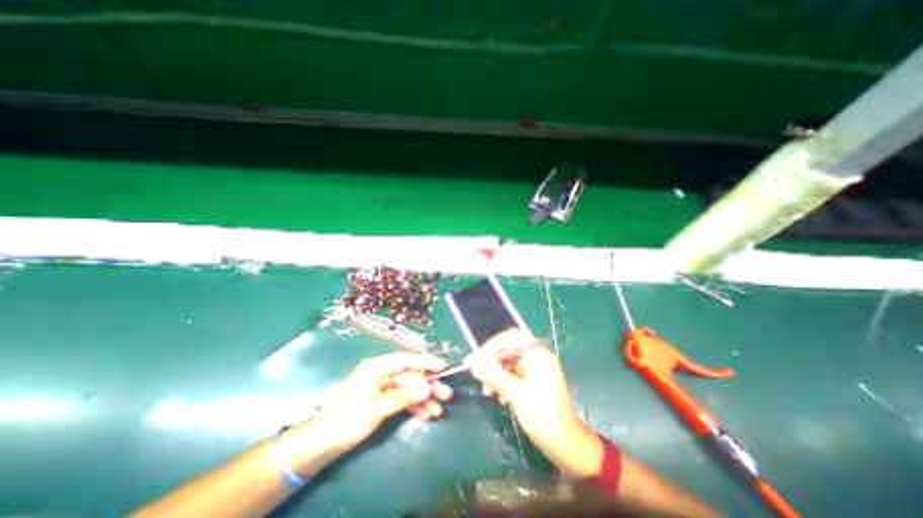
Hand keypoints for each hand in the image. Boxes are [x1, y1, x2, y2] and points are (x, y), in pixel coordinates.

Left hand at [302, 352, 452, 456]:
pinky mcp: (382, 399)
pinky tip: (425, 414)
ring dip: (423, 399)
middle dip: (428, 385)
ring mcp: (382, 386)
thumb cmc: (347, 420)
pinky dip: (413, 406)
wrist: (321, 444)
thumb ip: (403, 396)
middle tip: (446, 395)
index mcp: (378, 366)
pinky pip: (402, 399)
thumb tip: (428, 386)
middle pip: (410, 375)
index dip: (426, 362)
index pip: (407, 360)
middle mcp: (382, 372)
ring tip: (438, 410)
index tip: (444, 366)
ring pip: (409, 388)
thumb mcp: (376, 408)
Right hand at [472, 330, 602, 478]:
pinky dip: (502, 382)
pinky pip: (512, 374)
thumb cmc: (545, 418)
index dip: (491, 346)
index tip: (476, 359)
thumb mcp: (518, 397)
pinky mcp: (532, 380)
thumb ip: (495, 377)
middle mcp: (537, 357)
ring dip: (495, 375)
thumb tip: (474, 365)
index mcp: (538, 355)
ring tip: (487, 393)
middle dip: (491, 362)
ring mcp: (535, 369)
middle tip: (476, 374)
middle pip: (508, 350)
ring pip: (508, 363)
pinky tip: (498, 397)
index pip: (511, 338)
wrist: (566, 445)